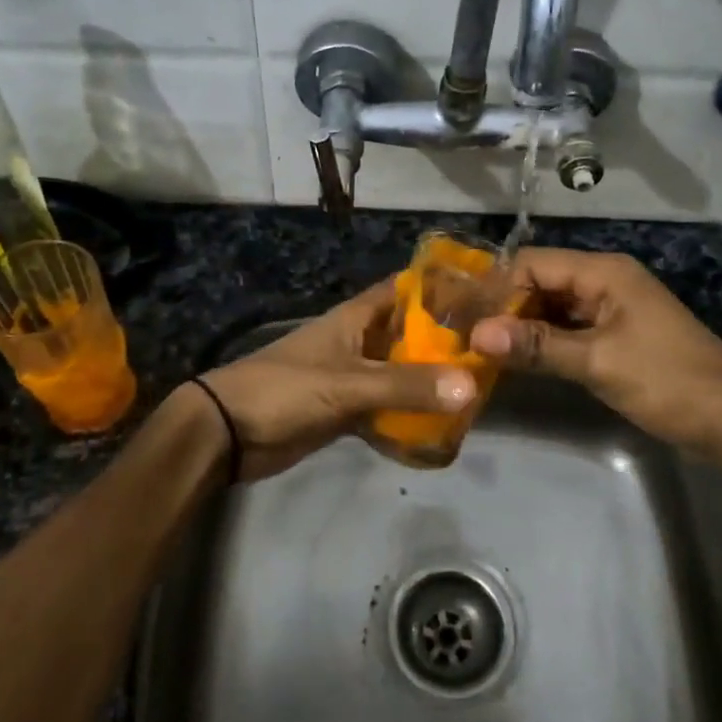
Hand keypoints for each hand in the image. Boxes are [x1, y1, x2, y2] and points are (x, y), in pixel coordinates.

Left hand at [194, 279, 476, 481]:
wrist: (228, 433)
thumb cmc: (285, 390)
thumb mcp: (348, 384)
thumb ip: (406, 386)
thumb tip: (471, 386)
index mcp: (355, 318)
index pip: (404, 290)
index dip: (440, 288)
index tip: (484, 295)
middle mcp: (358, 342)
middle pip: (409, 335)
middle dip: (445, 343)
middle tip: (493, 352)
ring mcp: (352, 377)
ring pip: (400, 374)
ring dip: (429, 382)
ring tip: (478, 389)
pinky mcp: (345, 411)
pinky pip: (386, 409)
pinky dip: (408, 416)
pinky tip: (441, 428)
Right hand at [468, 249, 721, 471]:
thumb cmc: (668, 382)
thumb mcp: (598, 363)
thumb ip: (537, 346)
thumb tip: (477, 334)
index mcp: (604, 273)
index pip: (533, 263)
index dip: (496, 287)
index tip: (462, 317)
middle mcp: (606, 281)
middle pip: (541, 282)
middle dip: (505, 307)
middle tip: (465, 336)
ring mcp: (612, 310)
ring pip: (553, 307)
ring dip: (522, 326)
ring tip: (481, 349)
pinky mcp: (616, 337)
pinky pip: (569, 329)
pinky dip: (543, 342)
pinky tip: (517, 360)